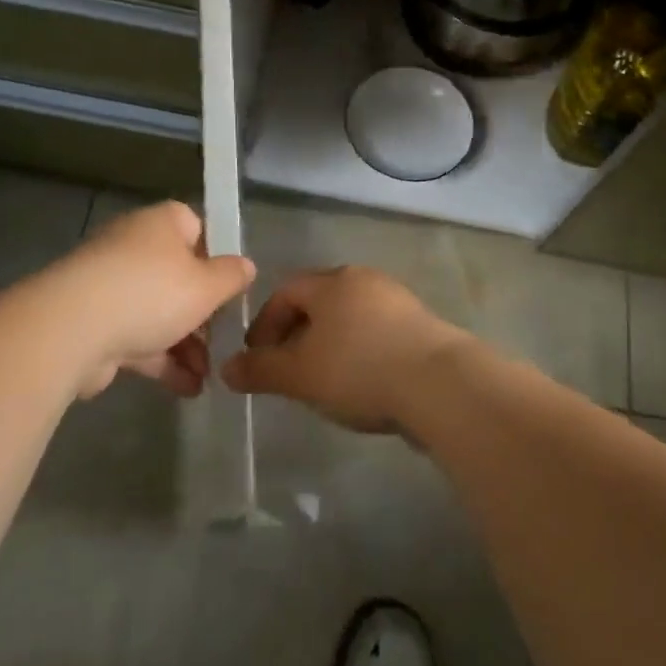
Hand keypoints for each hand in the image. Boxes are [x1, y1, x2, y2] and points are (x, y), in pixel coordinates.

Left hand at [31, 201, 253, 398]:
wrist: (73, 329)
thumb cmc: (152, 293)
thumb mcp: (207, 286)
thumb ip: (232, 277)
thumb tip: (246, 266)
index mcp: (162, 224)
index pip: (196, 228)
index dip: (216, 256)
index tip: (230, 287)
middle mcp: (134, 247)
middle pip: (178, 275)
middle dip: (203, 312)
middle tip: (224, 338)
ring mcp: (111, 286)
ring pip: (159, 311)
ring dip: (186, 344)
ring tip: (209, 375)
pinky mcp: (95, 323)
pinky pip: (137, 338)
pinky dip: (162, 361)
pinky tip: (188, 388)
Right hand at [221, 266, 469, 432]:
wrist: (440, 384)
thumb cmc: (359, 369)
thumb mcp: (300, 375)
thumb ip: (261, 370)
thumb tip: (226, 369)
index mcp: (332, 282)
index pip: (286, 291)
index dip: (265, 322)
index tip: (256, 356)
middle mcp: (365, 280)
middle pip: (320, 300)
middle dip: (297, 332)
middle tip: (286, 367)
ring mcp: (398, 300)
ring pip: (350, 317)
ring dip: (330, 343)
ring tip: (322, 380)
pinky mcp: (422, 325)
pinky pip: (377, 332)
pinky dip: (360, 351)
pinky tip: (362, 383)